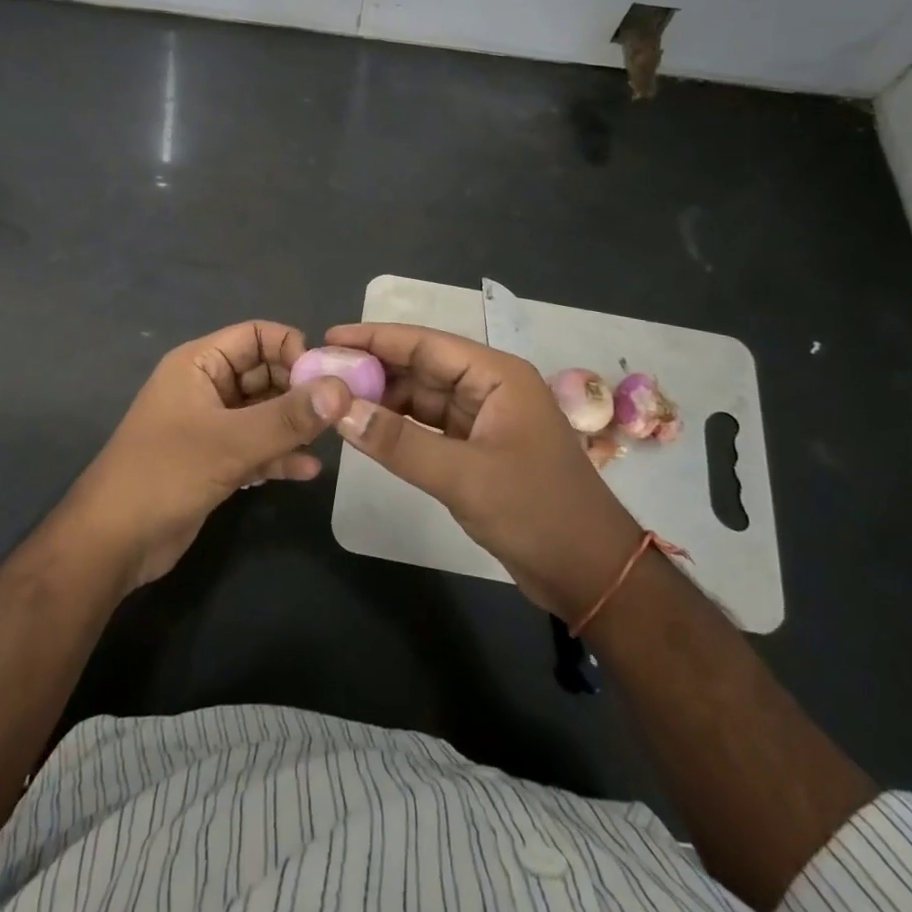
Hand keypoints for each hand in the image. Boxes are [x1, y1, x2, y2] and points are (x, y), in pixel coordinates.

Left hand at [62, 321, 350, 590]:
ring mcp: (211, 426)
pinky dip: (279, 455)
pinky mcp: (215, 461)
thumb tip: (342, 389)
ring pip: (264, 413)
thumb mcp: (231, 443)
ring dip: (294, 425)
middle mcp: (207, 387)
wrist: (112, 543)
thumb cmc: (166, 474)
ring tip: (329, 441)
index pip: (257, 335)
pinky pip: (256, 447)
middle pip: (265, 373)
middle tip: (338, 413)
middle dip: (300, 391)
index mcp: (200, 364)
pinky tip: (308, 472)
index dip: (292, 349)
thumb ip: (289, 417)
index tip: (325, 379)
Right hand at [325, 322, 645, 620]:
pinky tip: (367, 429)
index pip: (426, 344)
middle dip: (375, 369)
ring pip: (424, 398)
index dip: (376, 339)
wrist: (590, 574)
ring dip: (384, 398)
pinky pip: (430, 427)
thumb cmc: (536, 512)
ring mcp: (484, 419)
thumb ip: (399, 442)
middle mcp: (489, 388)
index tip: (330, 337)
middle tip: (321, 372)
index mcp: (496, 376)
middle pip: (422, 368)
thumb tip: (340, 410)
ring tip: (335, 399)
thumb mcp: (463, 476)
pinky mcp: (478, 450)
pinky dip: (400, 427)